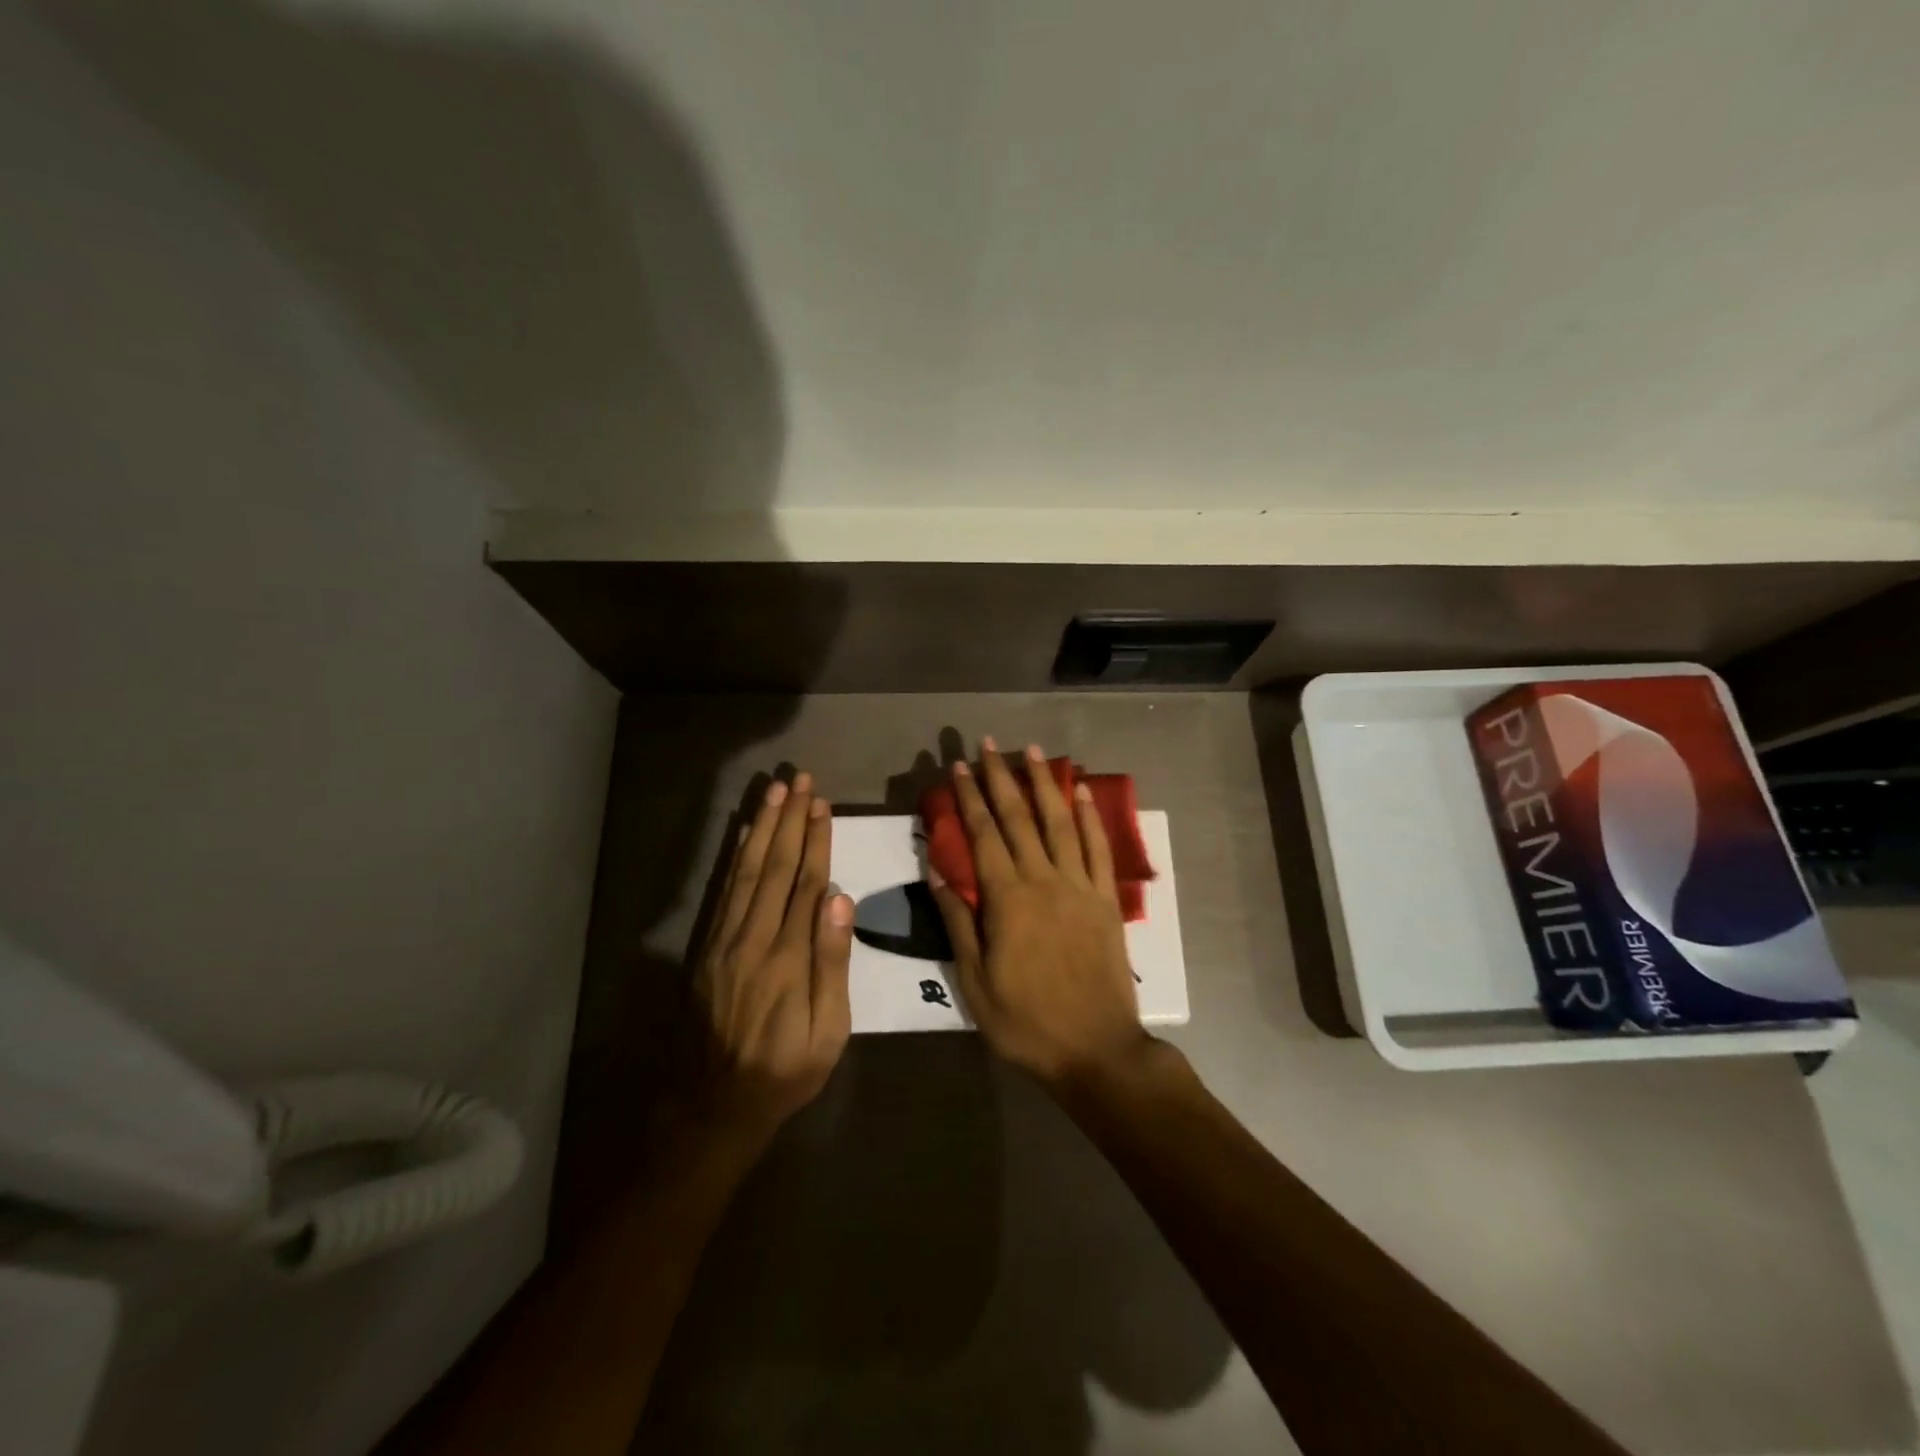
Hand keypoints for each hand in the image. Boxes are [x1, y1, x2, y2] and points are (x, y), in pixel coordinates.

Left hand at [696, 772, 853, 1140]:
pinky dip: (734, 857)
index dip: (815, 841)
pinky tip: (742, 834)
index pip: (806, 883)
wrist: (714, 1105)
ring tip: (773, 793)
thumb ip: (832, 962)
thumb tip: (840, 899)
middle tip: (798, 780)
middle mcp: (753, 938)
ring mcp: (724, 941)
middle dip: (788, 820)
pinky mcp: (706, 948)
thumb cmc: (785, 1069)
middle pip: (775, 866)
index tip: (821, 805)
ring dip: (761, 828)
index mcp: (788, 956)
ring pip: (746, 871)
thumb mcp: (827, 1031)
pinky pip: (722, 892)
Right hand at [928, 739, 1151, 1088]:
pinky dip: (1089, 817)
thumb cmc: (1026, 1022)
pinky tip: (1080, 792)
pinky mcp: (1106, 899)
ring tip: (1032, 750)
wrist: (1096, 1050)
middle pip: (1018, 818)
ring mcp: (1079, 886)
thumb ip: (957, 922)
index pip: (983, 835)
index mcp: (1007, 900)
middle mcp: (1043, 880)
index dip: (969, 798)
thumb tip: (938, 871)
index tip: (958, 767)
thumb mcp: (975, 982)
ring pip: (1059, 822)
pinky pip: (1097, 848)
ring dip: (1044, 783)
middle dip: (1000, 777)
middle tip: (987, 744)